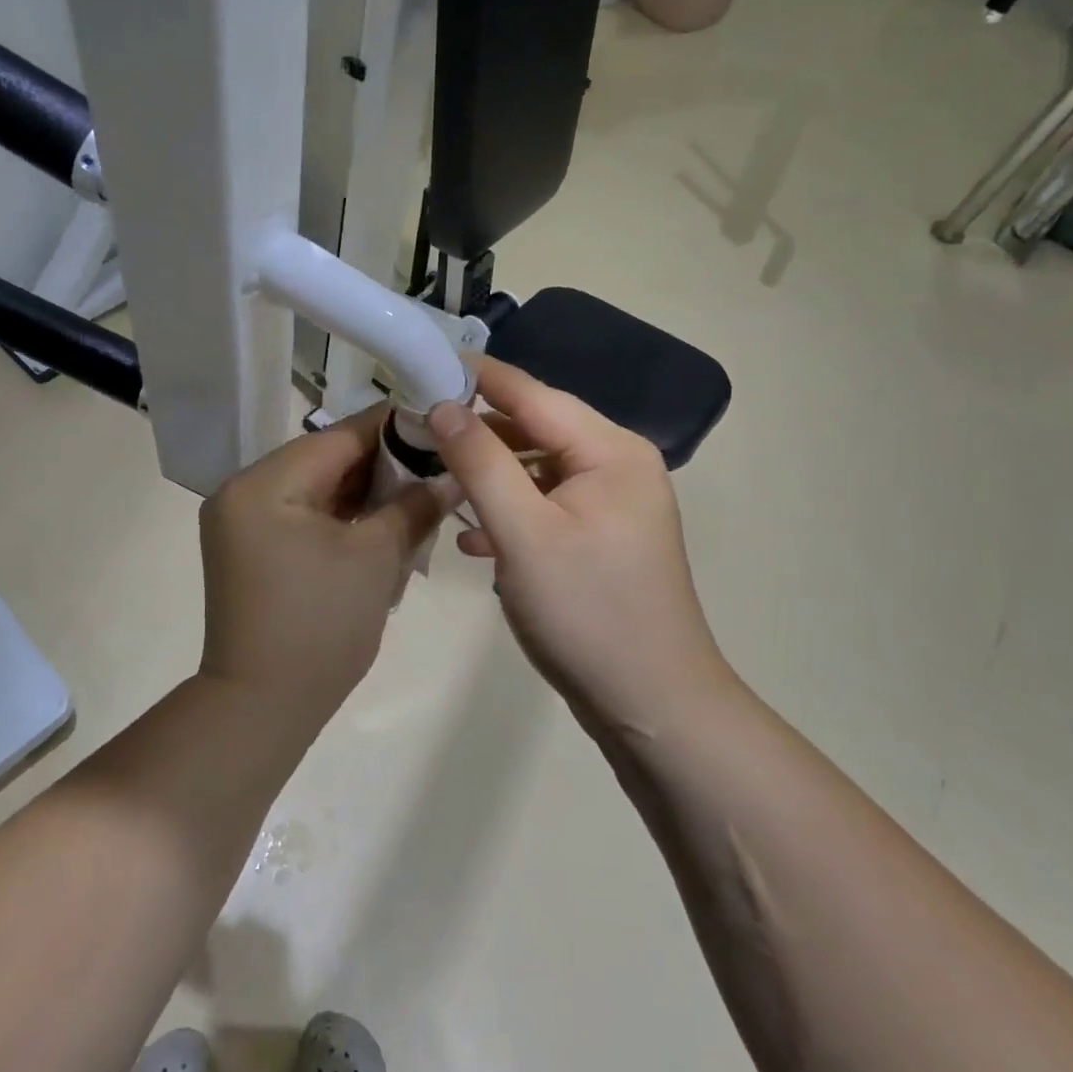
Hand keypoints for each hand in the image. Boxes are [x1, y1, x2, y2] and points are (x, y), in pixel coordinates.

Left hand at [198, 405, 450, 715]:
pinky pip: (304, 515)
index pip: (338, 436)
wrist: (262, 707)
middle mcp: (244, 492)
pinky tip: (386, 516)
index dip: (392, 427)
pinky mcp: (252, 549)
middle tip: (438, 459)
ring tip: (420, 486)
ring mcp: (244, 523)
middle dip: (383, 461)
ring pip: (317, 488)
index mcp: (264, 483)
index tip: (439, 419)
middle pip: (325, 459)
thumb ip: (414, 505)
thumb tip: (451, 475)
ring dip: (365, 489)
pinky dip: (343, 516)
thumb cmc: (321, 626)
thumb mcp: (376, 558)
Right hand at [428, 359, 729, 736]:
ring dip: (491, 475)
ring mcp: (612, 504)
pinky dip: (511, 512)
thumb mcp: (524, 533)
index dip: (479, 378)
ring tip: (437, 479)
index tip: (425, 365)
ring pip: (537, 469)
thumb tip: (443, 405)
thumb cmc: (588, 612)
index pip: (534, 394)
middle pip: (537, 428)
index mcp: (610, 451)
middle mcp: (617, 465)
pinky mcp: (601, 538)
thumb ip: (481, 462)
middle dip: (480, 431)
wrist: (653, 706)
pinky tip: (473, 537)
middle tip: (419, 429)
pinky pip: (546, 505)